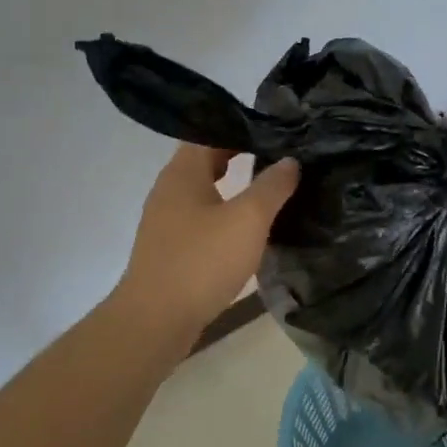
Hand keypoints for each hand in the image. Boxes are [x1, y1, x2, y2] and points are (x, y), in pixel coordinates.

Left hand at [116, 145, 300, 339]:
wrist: (156, 319)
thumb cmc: (202, 261)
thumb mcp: (247, 219)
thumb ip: (272, 186)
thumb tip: (290, 161)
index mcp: (183, 172)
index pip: (210, 132)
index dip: (242, 127)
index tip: (275, 130)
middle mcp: (169, 189)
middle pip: (205, 160)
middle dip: (239, 154)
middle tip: (277, 155)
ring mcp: (166, 220)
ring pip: (203, 191)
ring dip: (232, 187)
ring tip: (268, 190)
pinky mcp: (170, 248)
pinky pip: (200, 218)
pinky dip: (223, 214)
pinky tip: (245, 229)